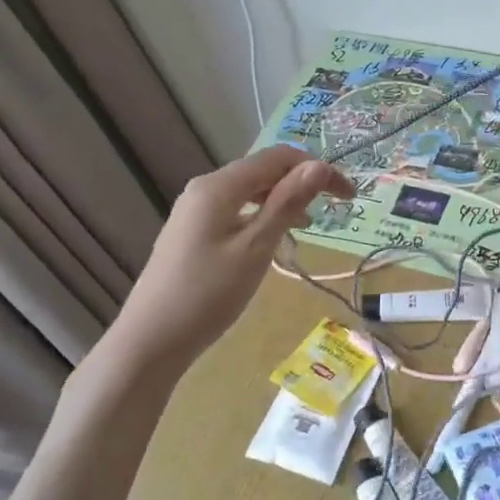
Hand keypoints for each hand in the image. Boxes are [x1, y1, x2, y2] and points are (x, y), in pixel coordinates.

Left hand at [116, 146, 352, 365]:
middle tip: (336, 208)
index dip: (317, 168)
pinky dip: (262, 216)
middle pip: (262, 170)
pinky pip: (235, 210)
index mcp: (219, 186)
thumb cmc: (208, 293)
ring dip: (283, 199)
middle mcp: (204, 189)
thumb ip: (287, 204)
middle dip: (301, 181)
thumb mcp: (256, 247)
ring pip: (249, 191)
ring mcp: (193, 211)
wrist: (150, 341)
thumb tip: (319, 166)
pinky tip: (274, 238)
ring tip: (309, 224)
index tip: (348, 195)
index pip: (278, 158)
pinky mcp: (191, 233)